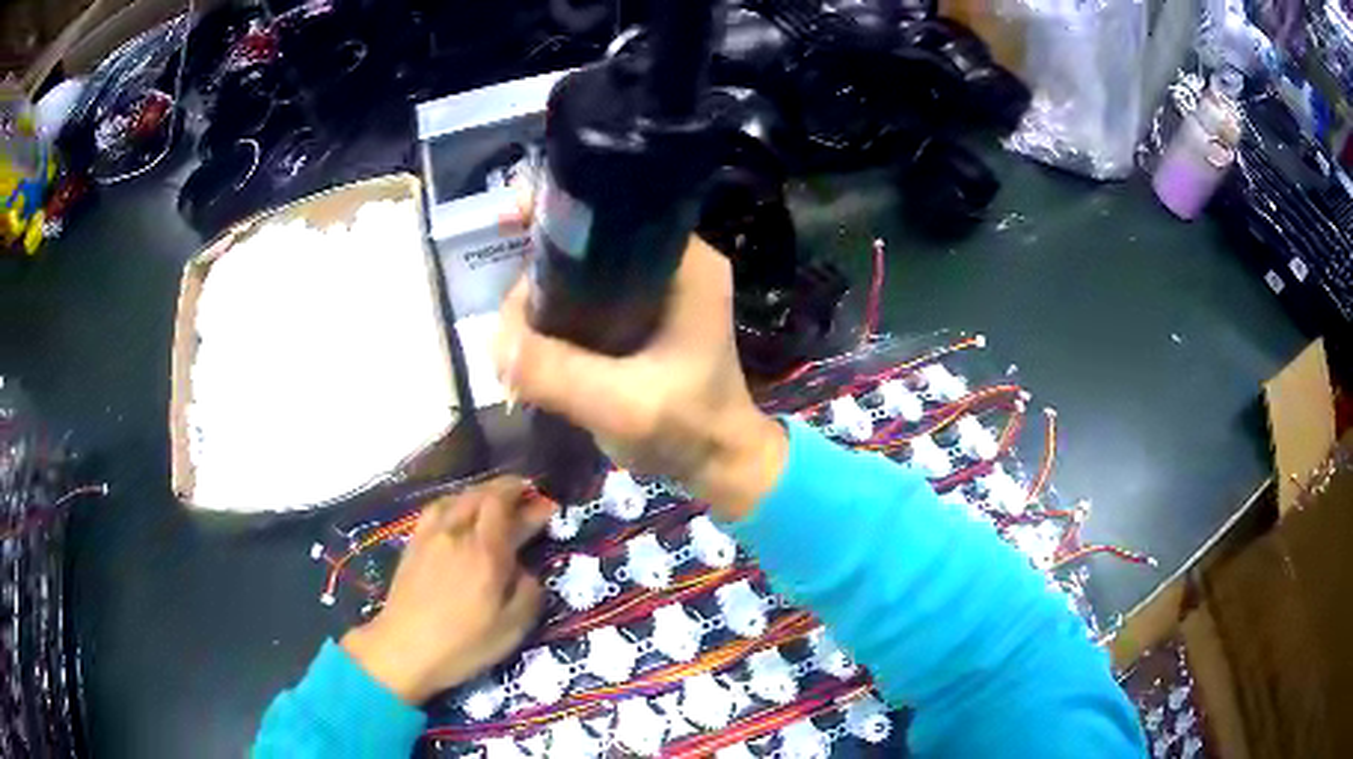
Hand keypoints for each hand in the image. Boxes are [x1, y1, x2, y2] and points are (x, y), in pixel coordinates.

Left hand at [341, 476, 551, 703]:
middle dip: (508, 489)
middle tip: (526, 495)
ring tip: (494, 501)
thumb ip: (527, 592)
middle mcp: (457, 534)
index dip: (531, 504)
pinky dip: (455, 502)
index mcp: (486, 553)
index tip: (548, 506)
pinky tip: (458, 514)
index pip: (508, 510)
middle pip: (482, 494)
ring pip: (458, 497)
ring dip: (481, 493)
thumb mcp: (511, 628)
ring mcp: (431, 536)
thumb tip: (525, 570)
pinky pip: (437, 508)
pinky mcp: (413, 544)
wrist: (403, 650)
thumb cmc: (463, 645)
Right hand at [493, 236, 787, 520]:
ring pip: (583, 269)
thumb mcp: (621, 405)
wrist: (719, 463)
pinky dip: (557, 311)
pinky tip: (532, 338)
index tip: (505, 225)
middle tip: (509, 316)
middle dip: (539, 266)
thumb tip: (493, 338)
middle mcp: (673, 263)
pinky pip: (587, 297)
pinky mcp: (643, 314)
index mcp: (686, 265)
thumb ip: (557, 372)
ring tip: (514, 335)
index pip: (612, 212)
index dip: (555, 213)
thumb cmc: (688, 430)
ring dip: (542, 293)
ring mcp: (658, 289)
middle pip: (590, 239)